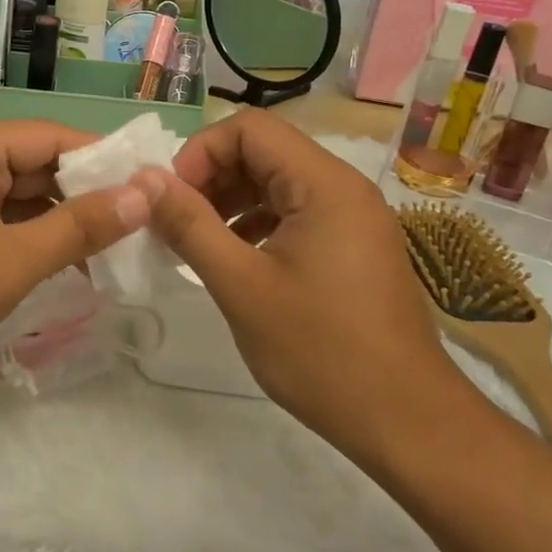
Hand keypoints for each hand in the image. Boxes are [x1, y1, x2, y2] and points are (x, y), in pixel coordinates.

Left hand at [0, 121, 152, 384]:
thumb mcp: (13, 261)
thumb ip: (81, 226)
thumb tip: (145, 193)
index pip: (49, 136)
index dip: (103, 157)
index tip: (150, 183)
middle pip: (34, 163)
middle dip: (85, 192)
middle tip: (141, 221)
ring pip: (18, 194)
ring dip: (60, 218)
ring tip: (115, 246)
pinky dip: (30, 236)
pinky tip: (68, 261)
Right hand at [135, 108, 468, 463]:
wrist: (406, 422)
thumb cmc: (320, 351)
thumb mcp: (240, 285)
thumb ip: (189, 225)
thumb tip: (145, 180)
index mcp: (324, 184)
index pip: (249, 128)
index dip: (200, 153)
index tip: (172, 200)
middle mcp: (344, 188)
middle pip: (263, 151)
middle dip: (211, 178)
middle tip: (176, 224)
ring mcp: (354, 218)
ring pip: (277, 182)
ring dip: (230, 202)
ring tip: (197, 243)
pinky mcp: (354, 247)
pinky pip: (295, 213)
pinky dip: (256, 224)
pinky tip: (235, 259)